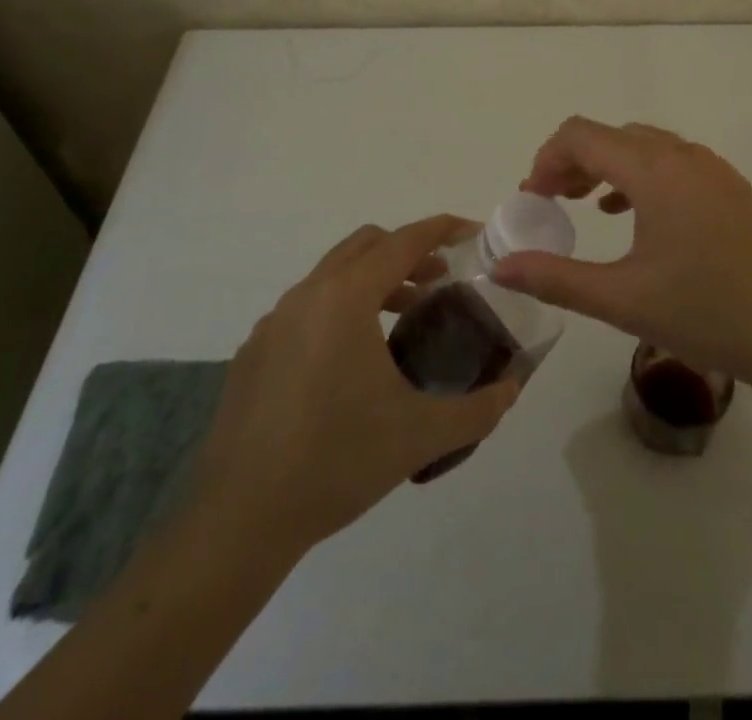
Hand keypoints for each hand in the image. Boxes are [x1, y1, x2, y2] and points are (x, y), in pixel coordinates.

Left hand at [187, 215, 518, 557]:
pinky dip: (339, 309)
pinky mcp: (253, 352)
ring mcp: (273, 323)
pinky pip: (306, 308)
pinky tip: (351, 362)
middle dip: (407, 251)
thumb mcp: (420, 436)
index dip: (441, 229)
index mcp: (345, 298)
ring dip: (373, 280)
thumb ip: (477, 409)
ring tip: (403, 318)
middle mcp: (307, 296)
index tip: (472, 231)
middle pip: (365, 245)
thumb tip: (512, 389)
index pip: (403, 242)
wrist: (239, 522)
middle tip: (440, 280)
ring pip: (332, 275)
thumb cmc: (337, 463)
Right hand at [494, 117, 751, 392]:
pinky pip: (672, 162)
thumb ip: (555, 279)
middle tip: (552, 204)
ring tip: (586, 206)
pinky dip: (640, 176)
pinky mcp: (730, 187)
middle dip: (572, 162)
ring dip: (607, 167)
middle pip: (610, 136)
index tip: (533, 200)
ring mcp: (712, 168)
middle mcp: (682, 155)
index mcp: (653, 170)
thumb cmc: (707, 313)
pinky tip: (635, 216)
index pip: (581, 135)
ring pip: (643, 146)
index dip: (546, 160)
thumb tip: (500, 268)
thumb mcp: (622, 299)